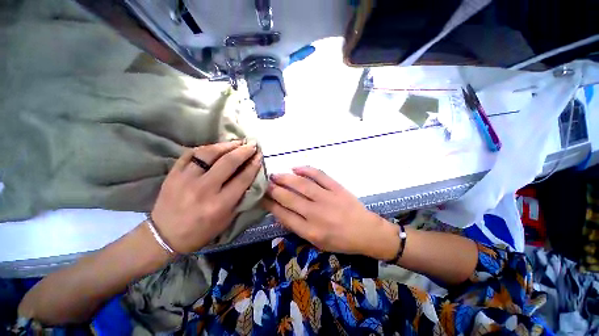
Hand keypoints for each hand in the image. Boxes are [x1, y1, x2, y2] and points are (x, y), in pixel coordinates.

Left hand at [151, 140, 262, 253]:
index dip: (254, 165)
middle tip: (252, 144)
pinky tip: (215, 147)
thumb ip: (240, 199)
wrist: (165, 236)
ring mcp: (186, 179)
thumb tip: (249, 178)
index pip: (243, 178)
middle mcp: (204, 189)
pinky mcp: (173, 174)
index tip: (260, 156)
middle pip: (229, 162)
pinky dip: (205, 148)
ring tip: (237, 142)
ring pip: (209, 154)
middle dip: (244, 151)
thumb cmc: (201, 231)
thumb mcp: (227, 220)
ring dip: (226, 145)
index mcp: (220, 204)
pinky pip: (190, 154)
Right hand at [262, 167, 399, 259]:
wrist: (366, 232)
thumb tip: (281, 211)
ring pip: (301, 185)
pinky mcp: (336, 188)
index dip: (270, 204)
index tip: (262, 197)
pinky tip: (295, 168)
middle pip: (289, 198)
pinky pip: (319, 175)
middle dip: (273, 190)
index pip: (284, 215)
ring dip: (285, 178)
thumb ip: (298, 227)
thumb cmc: (340, 241)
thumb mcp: (317, 242)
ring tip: (275, 175)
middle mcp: (316, 213)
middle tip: (264, 183)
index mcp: (310, 230)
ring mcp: (327, 198)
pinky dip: (306, 170)